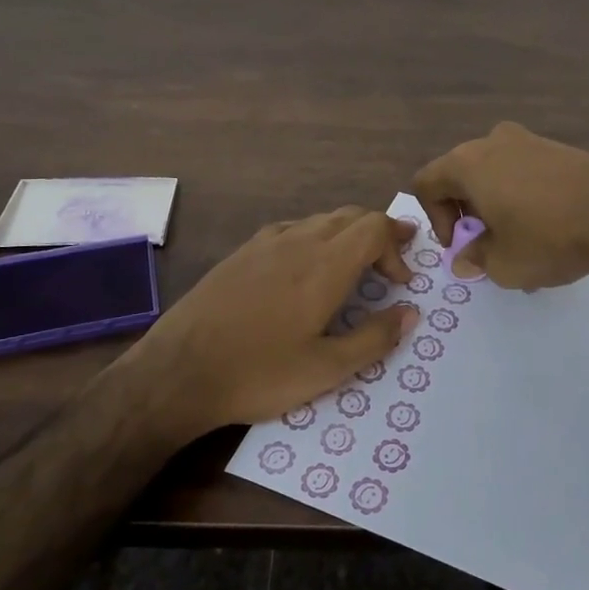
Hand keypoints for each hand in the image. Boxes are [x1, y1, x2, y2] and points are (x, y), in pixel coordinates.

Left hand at [136, 207, 419, 430]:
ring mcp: (265, 243)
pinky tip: (307, 264)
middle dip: (379, 232)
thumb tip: (410, 313)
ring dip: (347, 233)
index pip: (374, 228)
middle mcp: (298, 241)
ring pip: (320, 220)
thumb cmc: (258, 373)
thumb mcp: (325, 369)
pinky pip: (291, 229)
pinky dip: (315, 237)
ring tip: (356, 262)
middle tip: (393, 259)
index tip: (402, 281)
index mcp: (324, 265)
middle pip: (350, 216)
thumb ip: (374, 338)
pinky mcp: (242, 253)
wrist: (178, 371)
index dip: (396, 246)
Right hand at [411, 122, 588, 289]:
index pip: (427, 184)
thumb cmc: (548, 237)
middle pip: (460, 175)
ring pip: (494, 173)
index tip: (461, 247)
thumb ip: (474, 258)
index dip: (436, 220)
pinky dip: (524, 195)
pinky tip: (549, 225)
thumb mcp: (501, 264)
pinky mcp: (559, 147)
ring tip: (521, 238)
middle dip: (467, 212)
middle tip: (488, 243)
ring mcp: (529, 140)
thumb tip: (467, 256)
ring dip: (496, 204)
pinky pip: (524, 170)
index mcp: (466, 163)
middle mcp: (492, 142)